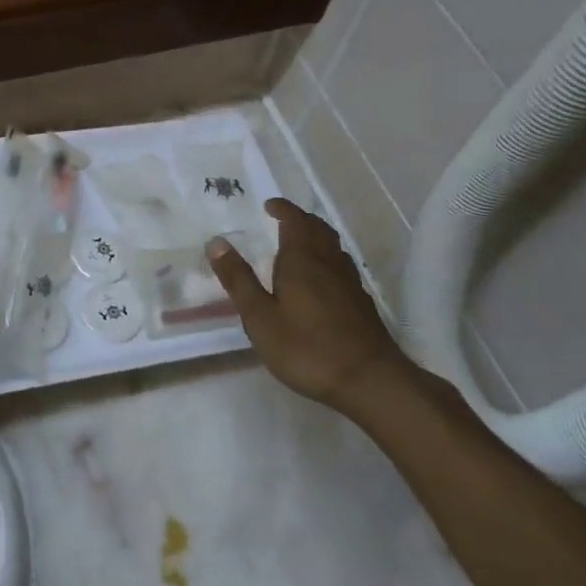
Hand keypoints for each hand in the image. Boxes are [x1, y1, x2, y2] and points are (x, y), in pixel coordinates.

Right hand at [207, 198, 408, 408]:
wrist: (368, 380)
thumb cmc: (306, 347)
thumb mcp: (260, 317)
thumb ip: (239, 279)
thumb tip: (216, 242)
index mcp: (302, 260)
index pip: (294, 221)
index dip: (282, 209)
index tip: (269, 205)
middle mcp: (329, 263)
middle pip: (318, 229)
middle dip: (300, 220)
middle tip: (282, 220)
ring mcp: (349, 283)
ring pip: (333, 247)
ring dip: (316, 237)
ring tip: (299, 245)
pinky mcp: (361, 303)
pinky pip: (341, 267)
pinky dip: (327, 260)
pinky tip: (320, 280)